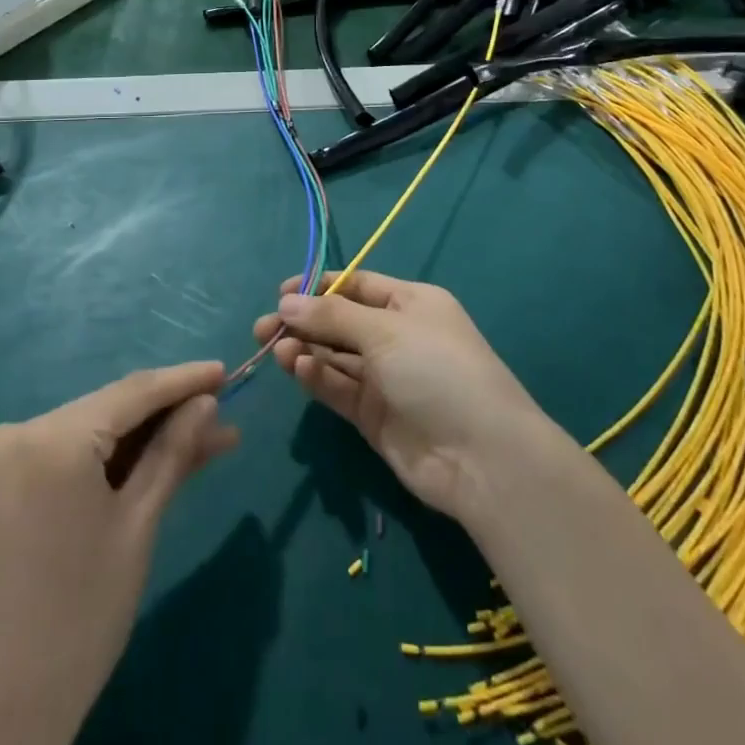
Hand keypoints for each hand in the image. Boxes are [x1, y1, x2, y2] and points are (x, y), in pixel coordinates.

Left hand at [0, 362, 238, 744]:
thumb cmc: (78, 618)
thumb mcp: (137, 527)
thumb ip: (172, 453)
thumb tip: (207, 402)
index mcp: (50, 438)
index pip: (132, 393)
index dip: (184, 380)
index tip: (227, 370)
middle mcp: (21, 431)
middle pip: (112, 409)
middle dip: (170, 413)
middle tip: (226, 413)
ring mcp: (7, 457)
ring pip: (95, 432)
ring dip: (147, 438)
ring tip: (210, 439)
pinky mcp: (5, 483)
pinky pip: (73, 455)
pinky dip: (115, 459)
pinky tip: (161, 460)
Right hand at [253, 272, 555, 520]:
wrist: (481, 458)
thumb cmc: (437, 370)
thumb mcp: (385, 331)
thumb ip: (332, 316)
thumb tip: (286, 301)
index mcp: (411, 303)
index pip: (357, 286)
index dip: (319, 287)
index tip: (281, 293)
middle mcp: (397, 336)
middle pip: (341, 321)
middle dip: (304, 321)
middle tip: (262, 328)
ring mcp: (386, 378)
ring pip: (335, 356)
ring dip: (305, 350)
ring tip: (275, 349)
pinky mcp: (374, 416)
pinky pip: (339, 388)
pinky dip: (317, 378)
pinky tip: (297, 369)